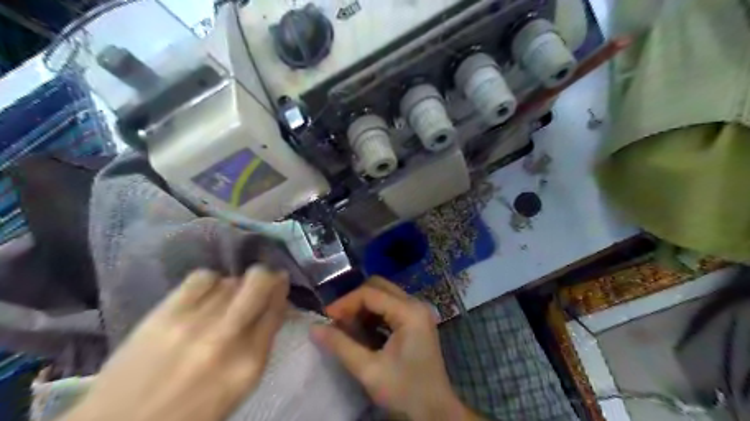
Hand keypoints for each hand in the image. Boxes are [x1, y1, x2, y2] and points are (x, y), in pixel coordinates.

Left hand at [62, 267, 289, 419]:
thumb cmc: (191, 412)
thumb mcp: (238, 386)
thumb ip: (259, 346)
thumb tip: (270, 309)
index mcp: (250, 362)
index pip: (276, 310)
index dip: (281, 291)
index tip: (280, 284)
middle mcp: (227, 337)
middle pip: (259, 283)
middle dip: (267, 276)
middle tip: (263, 280)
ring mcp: (196, 322)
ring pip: (231, 280)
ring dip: (237, 285)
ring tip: (227, 297)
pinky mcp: (166, 313)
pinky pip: (202, 277)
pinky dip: (211, 280)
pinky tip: (206, 293)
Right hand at [313, 277, 476, 419]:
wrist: (435, 412)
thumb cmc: (404, 391)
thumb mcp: (369, 370)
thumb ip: (341, 346)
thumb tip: (314, 328)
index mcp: (409, 312)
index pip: (370, 293)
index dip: (345, 302)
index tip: (326, 318)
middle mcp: (415, 304)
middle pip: (378, 287)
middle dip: (354, 301)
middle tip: (337, 321)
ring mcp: (417, 311)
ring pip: (383, 295)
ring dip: (363, 308)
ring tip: (346, 328)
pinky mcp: (415, 321)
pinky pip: (390, 307)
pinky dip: (373, 315)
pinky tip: (362, 332)